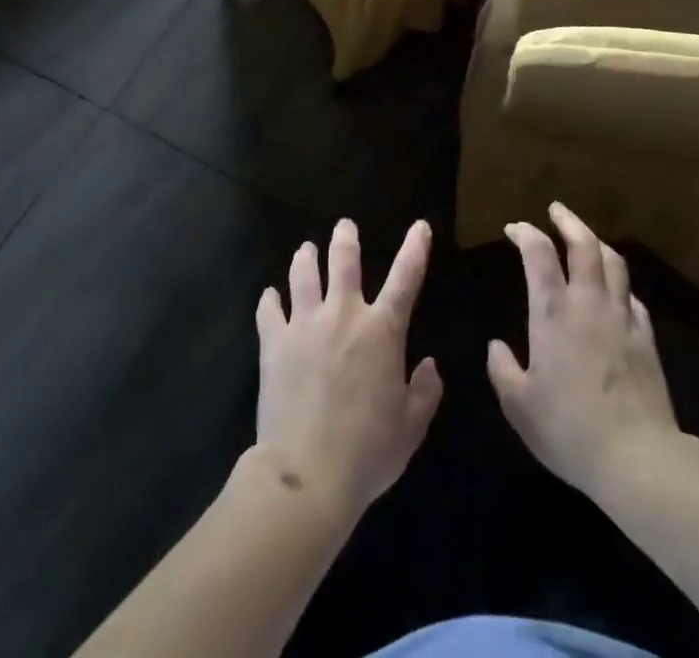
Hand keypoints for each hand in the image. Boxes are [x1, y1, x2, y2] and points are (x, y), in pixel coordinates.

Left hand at [254, 219, 442, 516]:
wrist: (308, 473)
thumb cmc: (368, 451)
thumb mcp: (411, 427)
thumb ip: (425, 392)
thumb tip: (429, 365)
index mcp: (382, 330)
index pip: (406, 278)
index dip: (415, 248)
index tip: (420, 225)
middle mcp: (343, 315)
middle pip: (343, 260)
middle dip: (345, 238)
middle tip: (344, 225)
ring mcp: (305, 324)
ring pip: (303, 274)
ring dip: (306, 258)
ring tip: (306, 249)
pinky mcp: (274, 342)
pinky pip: (269, 310)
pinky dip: (270, 300)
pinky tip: (269, 296)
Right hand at [488, 203, 679, 498]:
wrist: (638, 458)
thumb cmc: (569, 429)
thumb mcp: (519, 406)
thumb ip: (502, 370)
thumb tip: (497, 347)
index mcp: (553, 312)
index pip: (538, 254)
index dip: (525, 233)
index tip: (514, 228)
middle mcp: (588, 303)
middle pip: (584, 244)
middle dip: (568, 221)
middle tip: (555, 209)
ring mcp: (622, 318)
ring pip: (614, 263)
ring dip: (596, 243)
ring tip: (586, 238)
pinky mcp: (646, 338)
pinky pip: (632, 297)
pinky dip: (618, 284)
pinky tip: (614, 292)